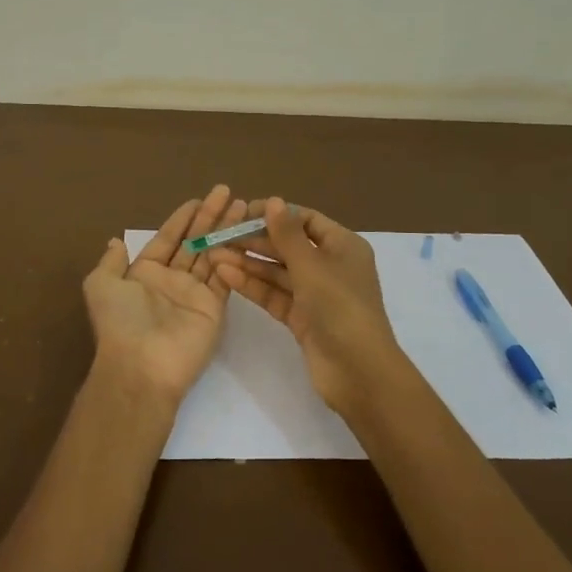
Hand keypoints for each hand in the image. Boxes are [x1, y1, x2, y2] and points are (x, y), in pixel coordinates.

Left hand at [82, 185, 244, 412]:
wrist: (142, 365)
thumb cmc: (121, 321)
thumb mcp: (101, 286)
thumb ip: (110, 262)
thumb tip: (114, 241)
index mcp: (145, 273)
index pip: (167, 238)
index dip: (182, 219)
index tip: (198, 199)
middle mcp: (171, 281)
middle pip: (194, 242)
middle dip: (210, 217)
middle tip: (228, 192)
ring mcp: (194, 293)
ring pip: (213, 254)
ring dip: (226, 230)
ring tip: (243, 206)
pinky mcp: (214, 307)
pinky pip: (224, 275)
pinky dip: (233, 255)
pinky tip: (243, 232)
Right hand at [209, 197, 407, 414]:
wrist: (358, 371)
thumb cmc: (340, 306)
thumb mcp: (312, 265)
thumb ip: (288, 234)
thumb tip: (274, 200)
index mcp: (343, 246)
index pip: (305, 220)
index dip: (275, 214)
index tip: (242, 213)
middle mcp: (330, 266)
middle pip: (288, 245)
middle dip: (254, 240)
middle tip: (219, 235)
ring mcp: (315, 294)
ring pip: (277, 271)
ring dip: (248, 262)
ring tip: (213, 255)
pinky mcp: (301, 318)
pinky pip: (274, 295)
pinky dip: (252, 285)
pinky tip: (225, 275)